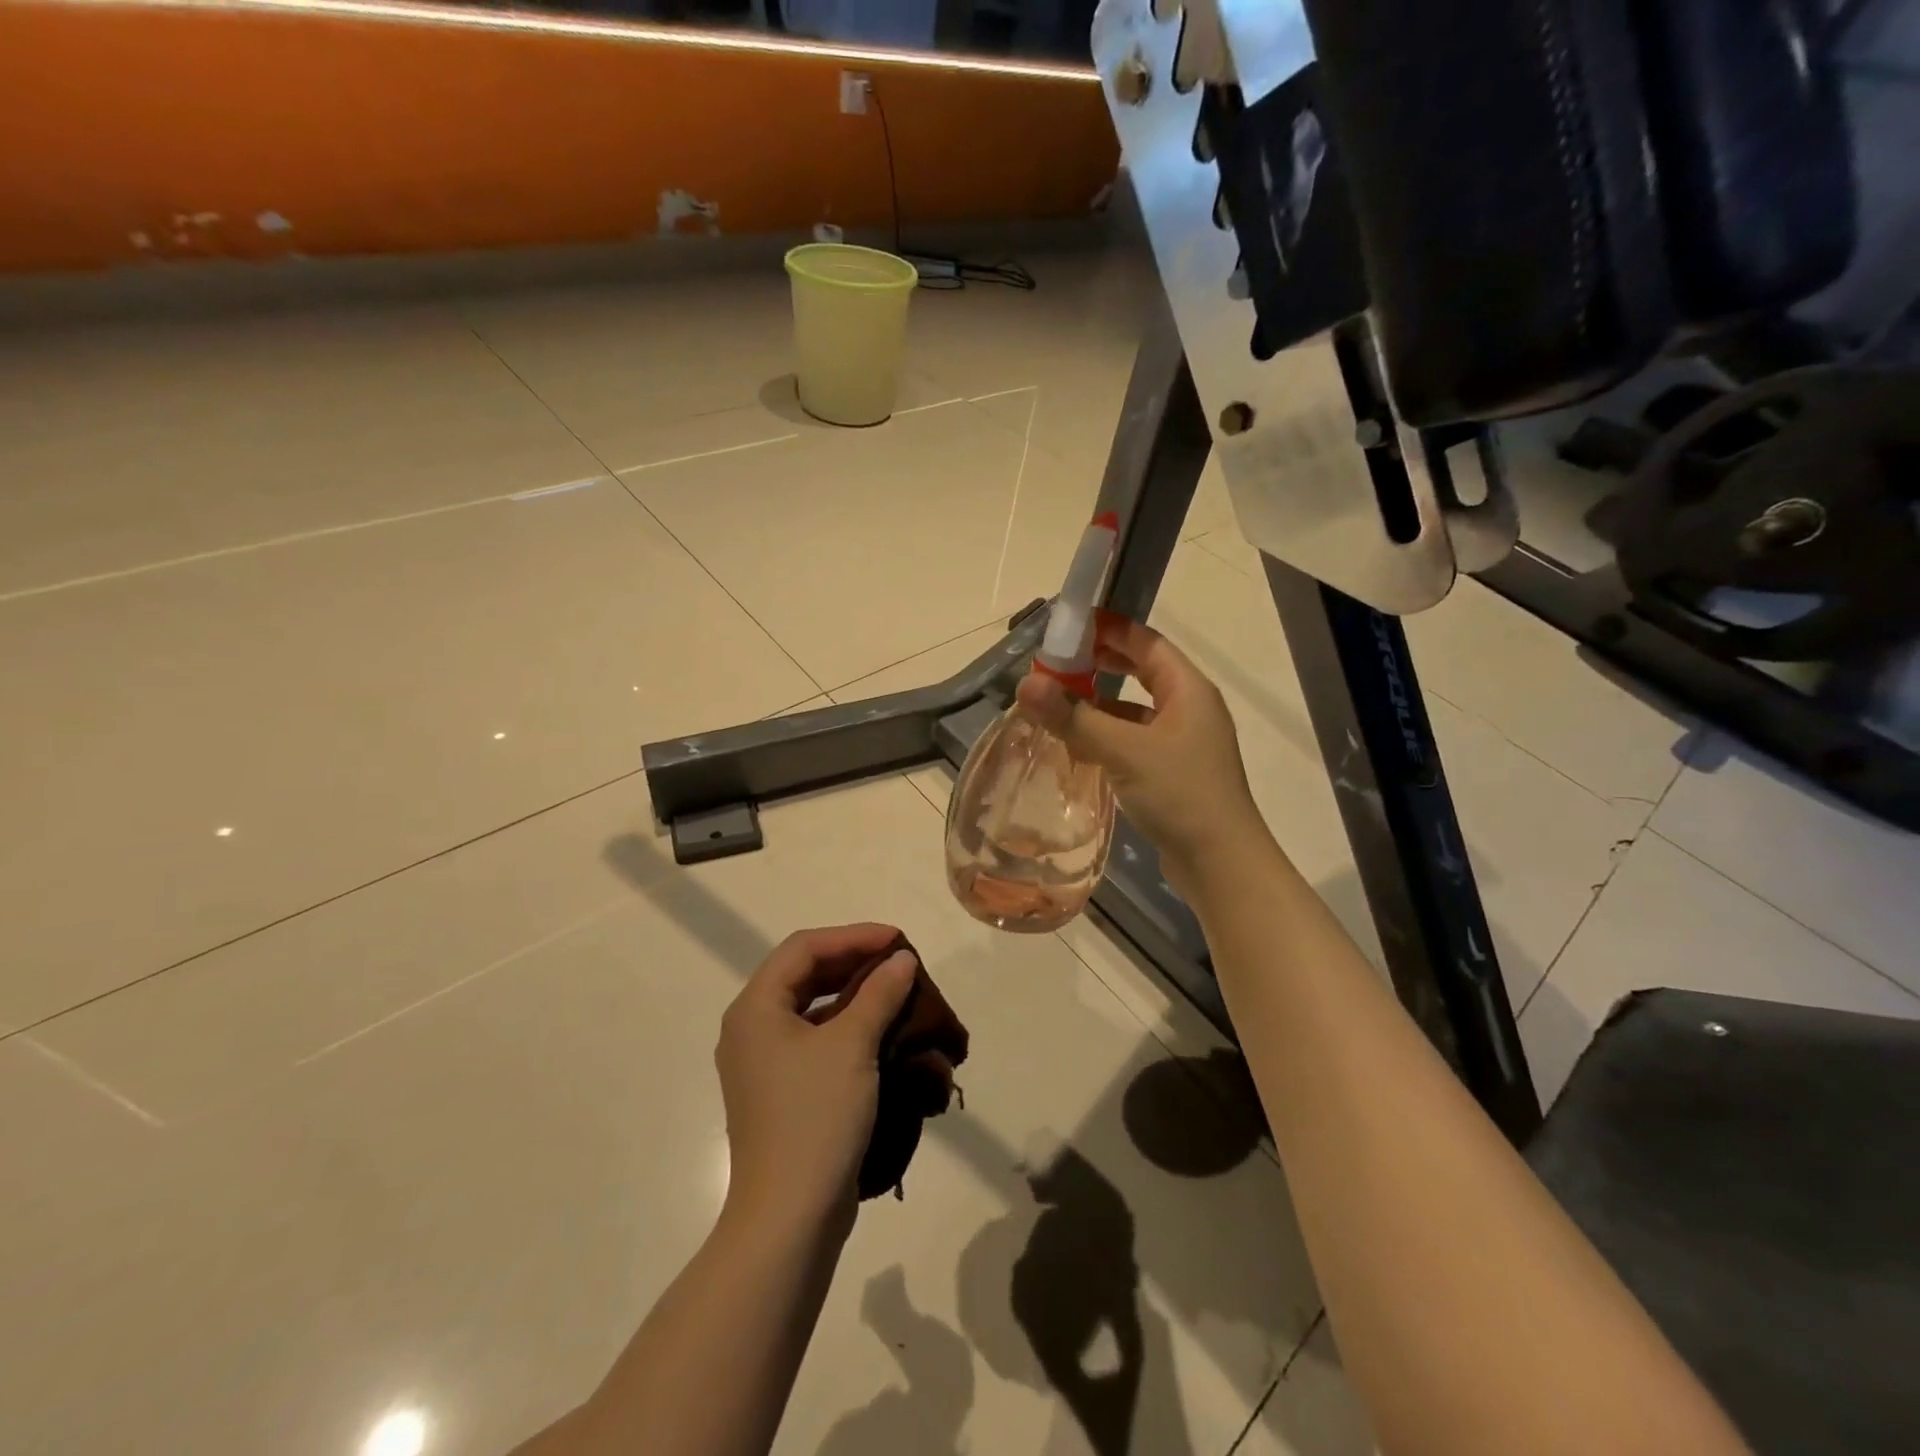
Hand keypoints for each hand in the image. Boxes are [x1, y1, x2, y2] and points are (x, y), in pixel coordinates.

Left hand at [716, 924, 918, 1236]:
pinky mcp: (780, 1091)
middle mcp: (751, 1028)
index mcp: (756, 1008)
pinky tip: (881, 1031)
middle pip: (804, 974)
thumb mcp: (853, 1046)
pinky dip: (848, 1027)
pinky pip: (815, 1040)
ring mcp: (763, 1063)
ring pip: (812, 1008)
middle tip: (900, 962)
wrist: (790, 1218)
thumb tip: (902, 960)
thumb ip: (879, 994)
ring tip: (896, 990)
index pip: (804, 948)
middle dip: (855, 962)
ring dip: (854, 994)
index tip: (898, 940)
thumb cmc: (815, 1118)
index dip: (853, 936)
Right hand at [1015, 613, 1265, 886]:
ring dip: (1098, 704)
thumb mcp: (1124, 751)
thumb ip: (1074, 717)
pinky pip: (1133, 740)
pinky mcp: (1171, 771)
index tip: (1067, 626)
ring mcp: (1181, 741)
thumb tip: (1025, 684)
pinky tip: (1077, 746)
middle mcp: (1188, 708)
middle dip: (1098, 665)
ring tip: (1056, 703)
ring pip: (1133, 710)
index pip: (1145, 642)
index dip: (1107, 630)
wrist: (1220, 864)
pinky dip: (1106, 736)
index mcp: (1188, 689)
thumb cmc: (1180, 794)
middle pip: (1140, 671)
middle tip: (1055, 664)